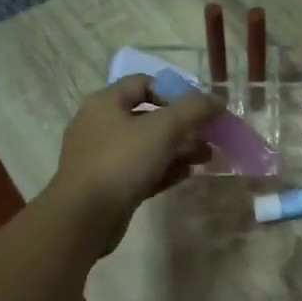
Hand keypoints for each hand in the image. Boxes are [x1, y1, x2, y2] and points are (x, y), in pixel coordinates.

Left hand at [44, 76, 219, 251]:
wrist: (84, 217)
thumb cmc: (122, 162)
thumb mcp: (164, 128)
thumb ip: (194, 109)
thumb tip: (217, 99)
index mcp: (106, 102)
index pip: (143, 83)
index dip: (174, 92)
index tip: (198, 109)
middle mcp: (99, 125)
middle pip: (148, 117)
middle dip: (183, 126)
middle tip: (209, 137)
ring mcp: (101, 156)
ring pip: (146, 146)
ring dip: (178, 149)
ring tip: (206, 158)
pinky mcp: (106, 184)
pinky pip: (139, 170)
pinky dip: (162, 169)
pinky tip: (185, 176)